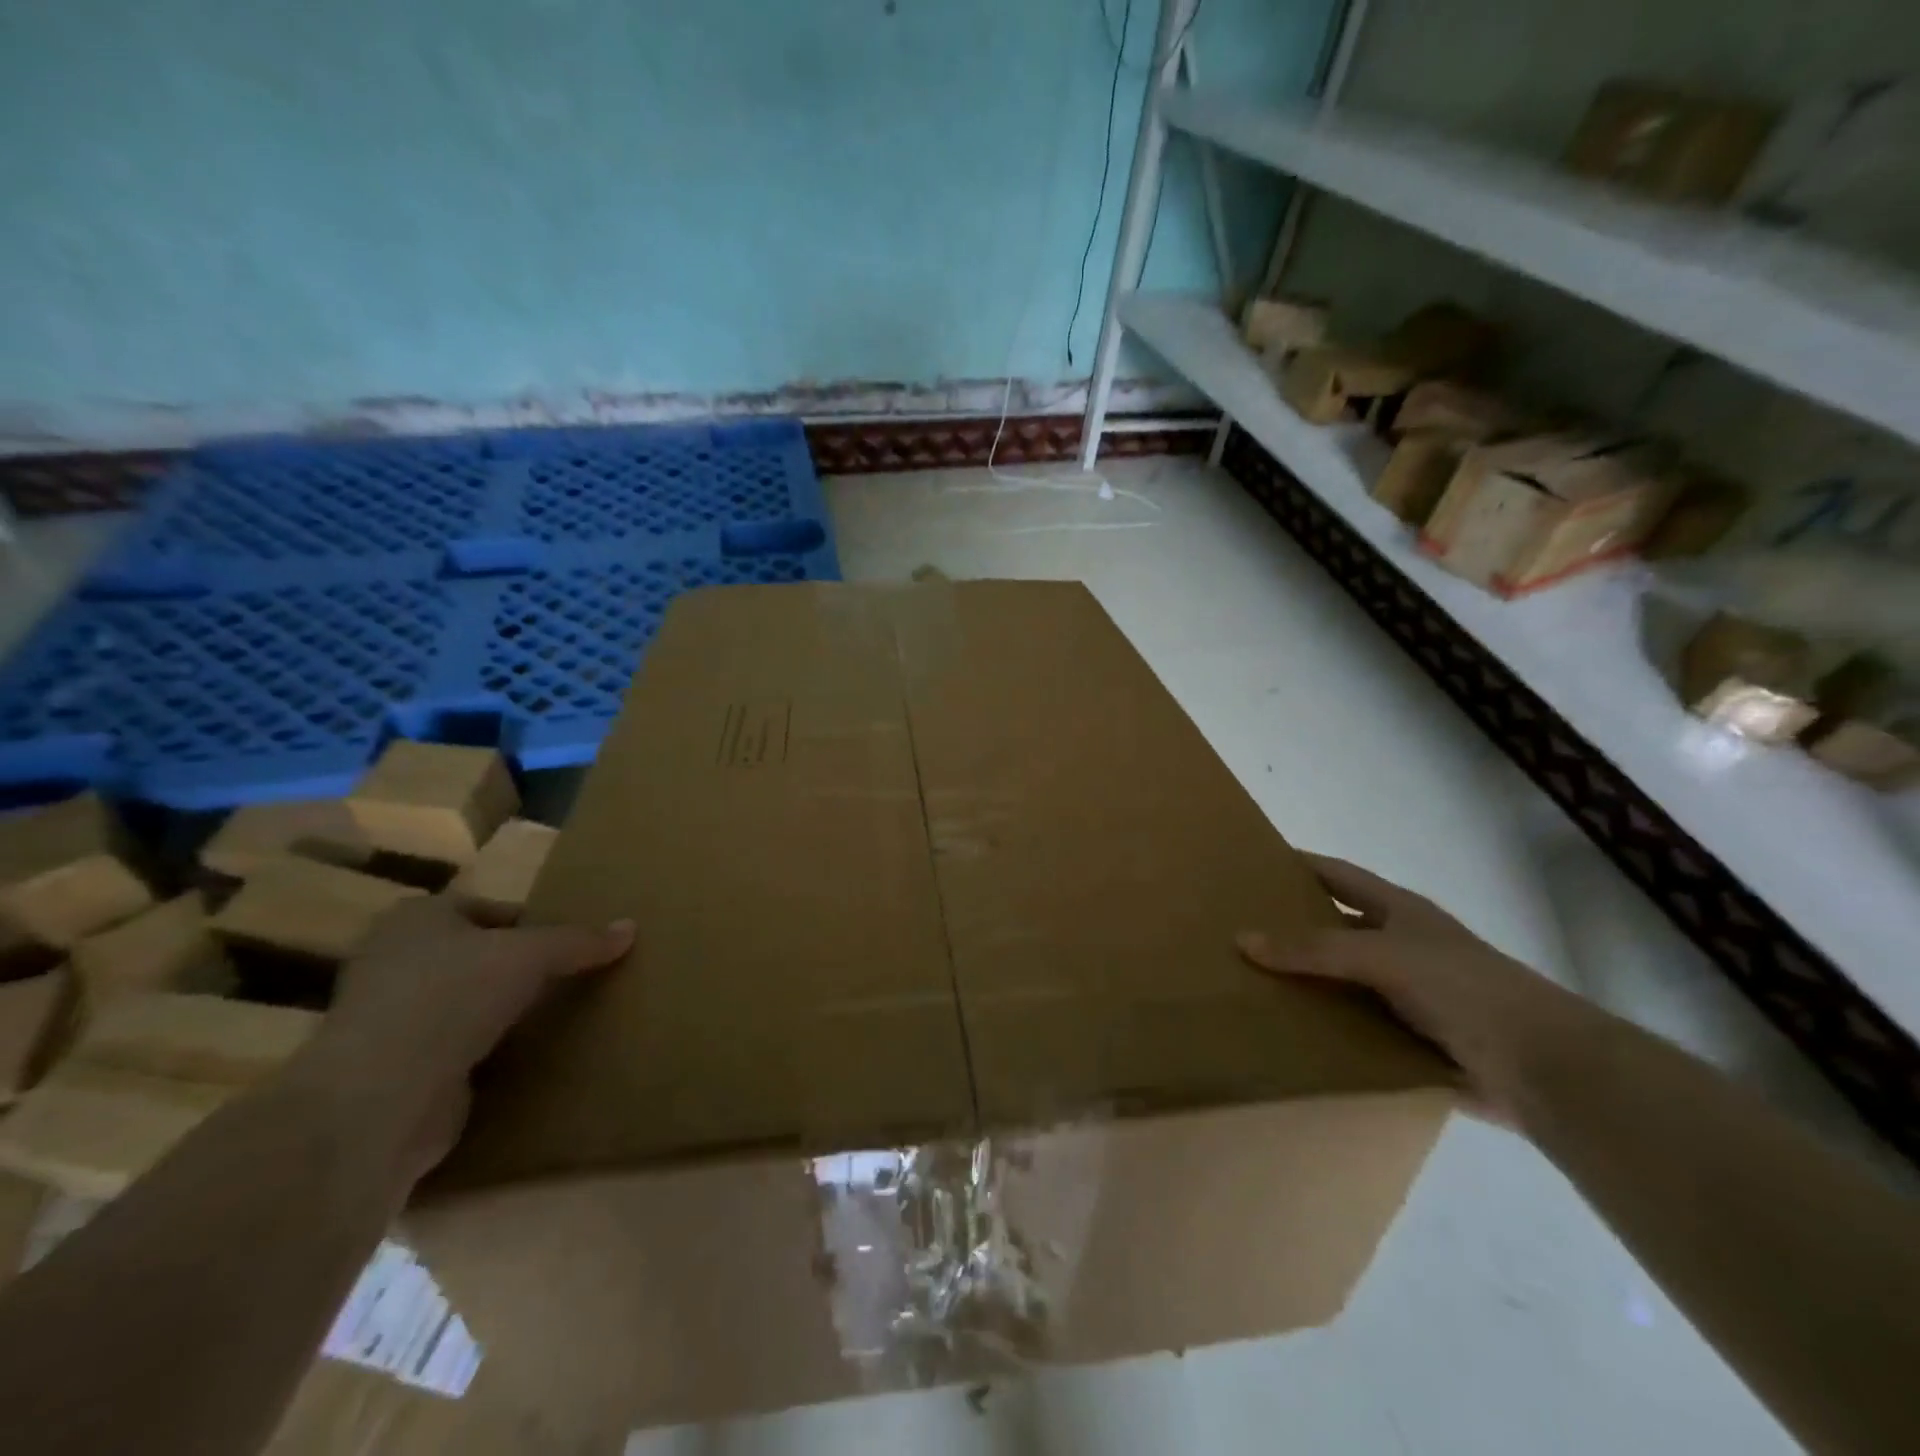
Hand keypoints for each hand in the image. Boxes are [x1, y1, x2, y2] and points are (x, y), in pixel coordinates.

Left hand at [298, 896, 632, 1181]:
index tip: (567, 945)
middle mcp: (394, 961)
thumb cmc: (451, 996)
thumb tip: (631, 927)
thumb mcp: (531, 955)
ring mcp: (389, 1019)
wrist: (380, 1097)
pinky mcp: (395, 1070)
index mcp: (417, 918)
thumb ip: (581, 941)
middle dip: (517, 969)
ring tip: (554, 1018)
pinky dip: (485, 1053)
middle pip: (475, 956)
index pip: (486, 910)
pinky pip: (455, 1049)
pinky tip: (523, 1058)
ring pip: (464, 1004)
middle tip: (568, 979)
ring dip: (501, 1013)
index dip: (529, 923)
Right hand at [1238, 854, 1601, 1124]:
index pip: (1337, 874)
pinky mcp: (1409, 1040)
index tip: (1251, 862)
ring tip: (1246, 985)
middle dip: (1289, 928)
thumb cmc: (1462, 987)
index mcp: (1398, 911)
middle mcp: (1399, 947)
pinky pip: (1354, 1028)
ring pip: (1340, 982)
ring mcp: (1406, 995)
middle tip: (1234, 929)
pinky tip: (1285, 1035)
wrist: (1542, 1068)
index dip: (1298, 864)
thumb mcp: (1382, 956)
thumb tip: (1242, 940)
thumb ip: (1313, 949)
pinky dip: (1325, 1030)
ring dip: (1303, 985)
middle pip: (1333, 928)